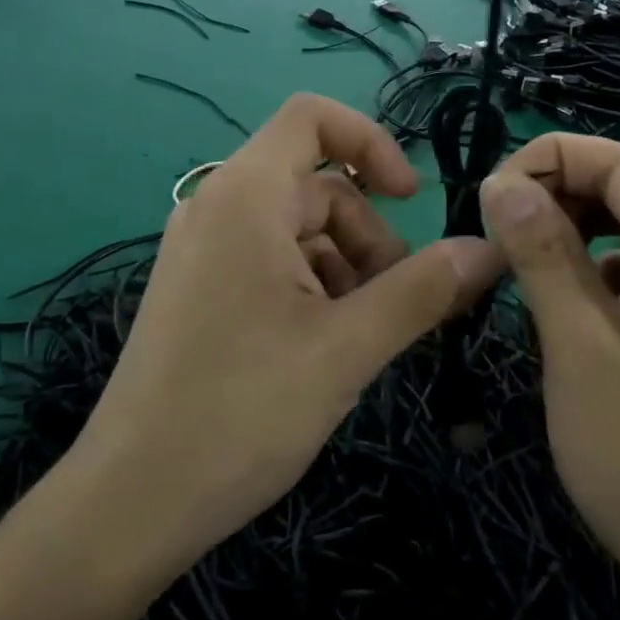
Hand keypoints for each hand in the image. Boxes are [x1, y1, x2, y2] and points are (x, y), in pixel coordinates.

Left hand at [73, 93, 500, 573]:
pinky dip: (312, 287)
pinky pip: (271, 261)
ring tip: (361, 337)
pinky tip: (324, 347)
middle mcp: (218, 206)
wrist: (131, 502)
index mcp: (245, 195)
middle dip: (368, 235)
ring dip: (346, 268)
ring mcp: (204, 249)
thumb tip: (488, 249)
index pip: (312, 117)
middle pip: (317, 186)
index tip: (410, 198)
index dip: (372, 142)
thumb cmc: (240, 412)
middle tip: (396, 305)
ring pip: (299, 230)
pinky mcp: (200, 288)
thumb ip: (423, 290)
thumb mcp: (347, 348)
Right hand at [478, 135, 619, 609]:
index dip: (545, 159)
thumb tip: (500, 181)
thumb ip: (542, 252)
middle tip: (506, 217)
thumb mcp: (578, 347)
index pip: (617, 158)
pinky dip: (601, 249)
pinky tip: (568, 291)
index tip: (486, 199)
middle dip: (566, 178)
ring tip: (525, 248)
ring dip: (581, 212)